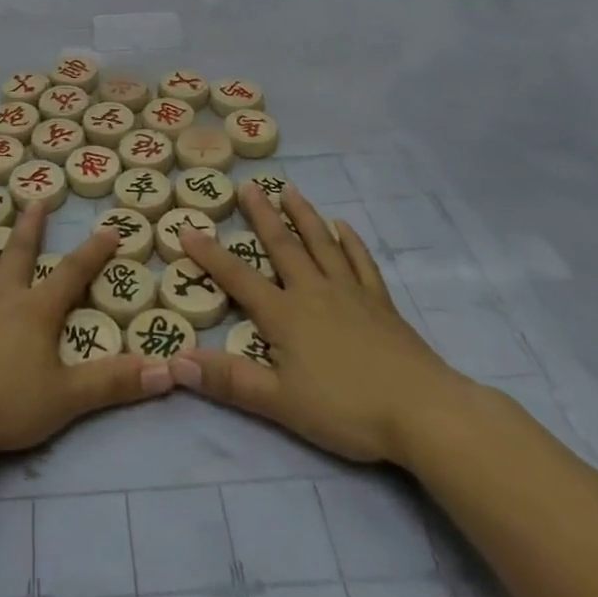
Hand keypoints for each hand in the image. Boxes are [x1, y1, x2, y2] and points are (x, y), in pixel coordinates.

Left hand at [0, 201, 174, 461]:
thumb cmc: (7, 404)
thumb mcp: (68, 398)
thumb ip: (114, 383)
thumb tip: (167, 371)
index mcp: (36, 310)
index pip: (72, 273)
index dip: (94, 252)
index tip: (110, 230)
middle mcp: (2, 294)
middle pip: (18, 251)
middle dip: (30, 225)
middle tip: (34, 199)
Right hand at [174, 182, 474, 466]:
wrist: (422, 411)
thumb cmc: (345, 408)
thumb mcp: (279, 402)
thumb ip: (229, 380)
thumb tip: (175, 362)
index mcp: (284, 314)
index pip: (237, 277)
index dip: (209, 254)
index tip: (187, 227)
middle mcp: (313, 291)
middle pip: (282, 246)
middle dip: (262, 216)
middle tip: (249, 186)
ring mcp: (350, 293)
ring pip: (321, 244)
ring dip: (303, 216)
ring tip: (289, 190)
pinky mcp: (380, 303)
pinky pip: (361, 262)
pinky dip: (350, 242)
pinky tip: (343, 227)